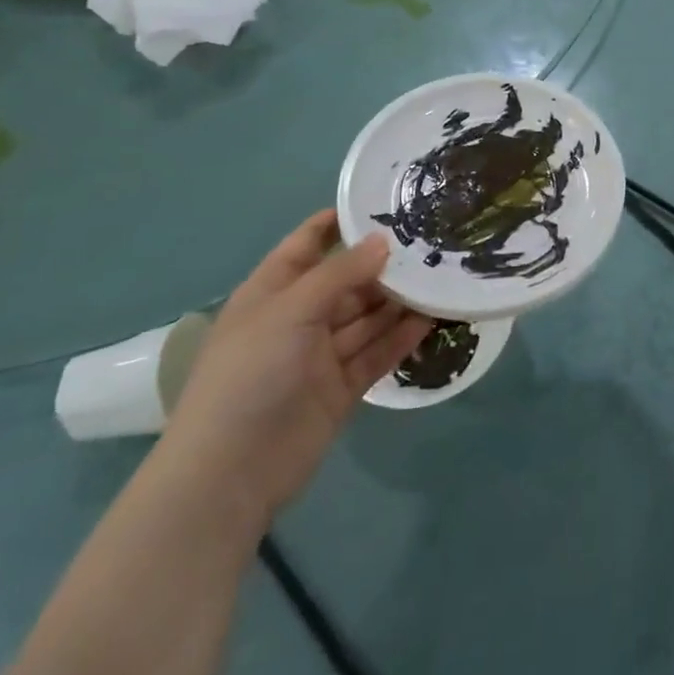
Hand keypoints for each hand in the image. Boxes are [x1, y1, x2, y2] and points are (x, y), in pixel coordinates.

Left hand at [159, 210, 430, 530]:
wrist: (230, 473)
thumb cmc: (250, 374)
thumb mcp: (291, 310)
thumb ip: (340, 273)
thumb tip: (384, 241)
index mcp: (272, 292)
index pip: (307, 244)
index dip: (338, 223)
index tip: (382, 201)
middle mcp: (298, 318)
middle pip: (346, 281)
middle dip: (383, 263)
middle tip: (431, 241)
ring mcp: (320, 356)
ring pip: (367, 317)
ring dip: (400, 299)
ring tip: (442, 275)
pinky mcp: (342, 388)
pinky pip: (377, 353)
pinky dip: (402, 337)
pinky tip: (434, 317)